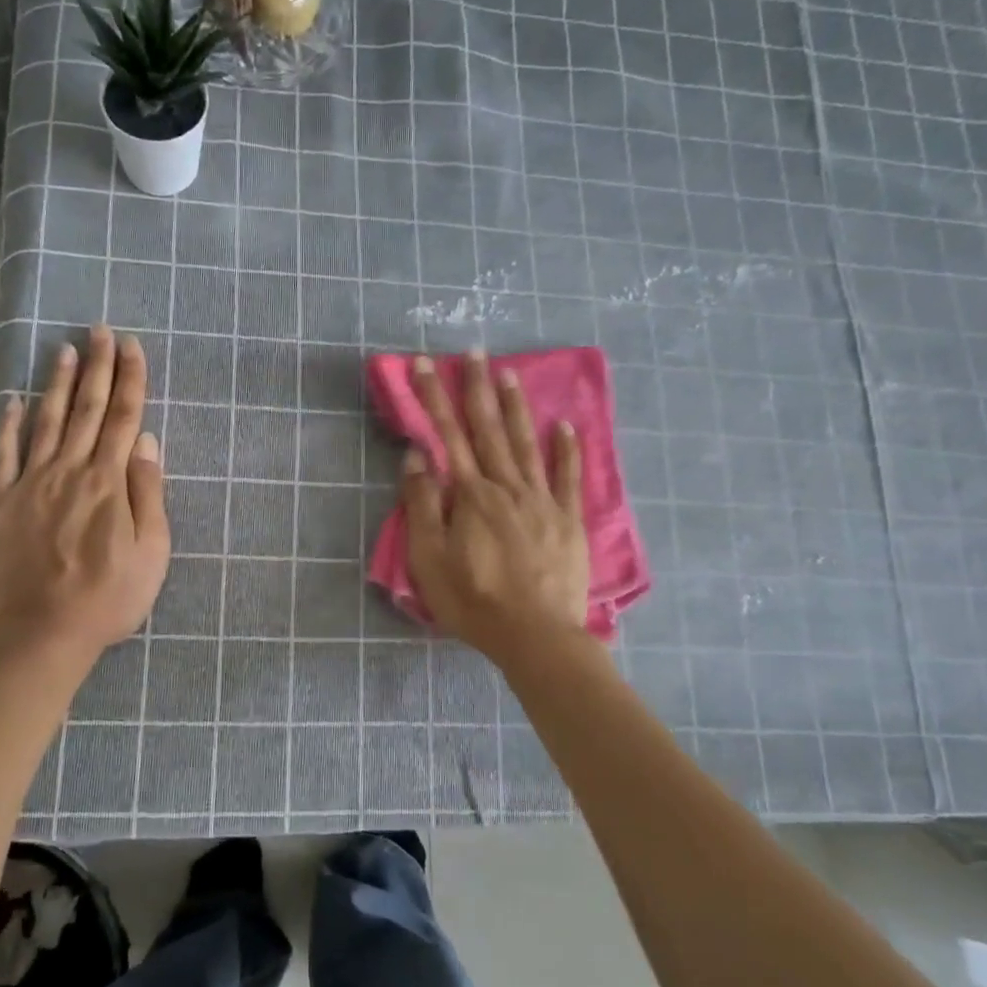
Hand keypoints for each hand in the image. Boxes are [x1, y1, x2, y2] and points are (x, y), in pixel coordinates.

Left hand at [0, 325, 169, 661]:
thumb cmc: (108, 598)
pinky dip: (10, 424)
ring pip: (48, 421)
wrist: (43, 632)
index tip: (132, 345)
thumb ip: (149, 494)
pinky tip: (15, 400)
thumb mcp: (151, 552)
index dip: (131, 379)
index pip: (125, 418)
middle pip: (88, 410)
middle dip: (98, 367)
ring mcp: (32, 484)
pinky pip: (6, 454)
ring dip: (59, 383)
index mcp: (109, 482)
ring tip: (66, 349)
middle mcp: (70, 471)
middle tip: (100, 330)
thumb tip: (147, 442)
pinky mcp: (4, 503)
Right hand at [402, 351, 590, 664]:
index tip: (424, 363)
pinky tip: (564, 425)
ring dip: (516, 407)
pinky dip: (566, 449)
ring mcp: (541, 501)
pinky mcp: (568, 520)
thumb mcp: (429, 559)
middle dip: (477, 388)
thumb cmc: (473, 600)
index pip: (448, 435)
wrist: (535, 635)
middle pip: (488, 429)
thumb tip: (418, 456)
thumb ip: (423, 505)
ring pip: (526, 443)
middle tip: (474, 351)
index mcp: (471, 495)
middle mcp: (507, 487)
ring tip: (510, 373)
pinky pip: (567, 477)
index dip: (434, 397)